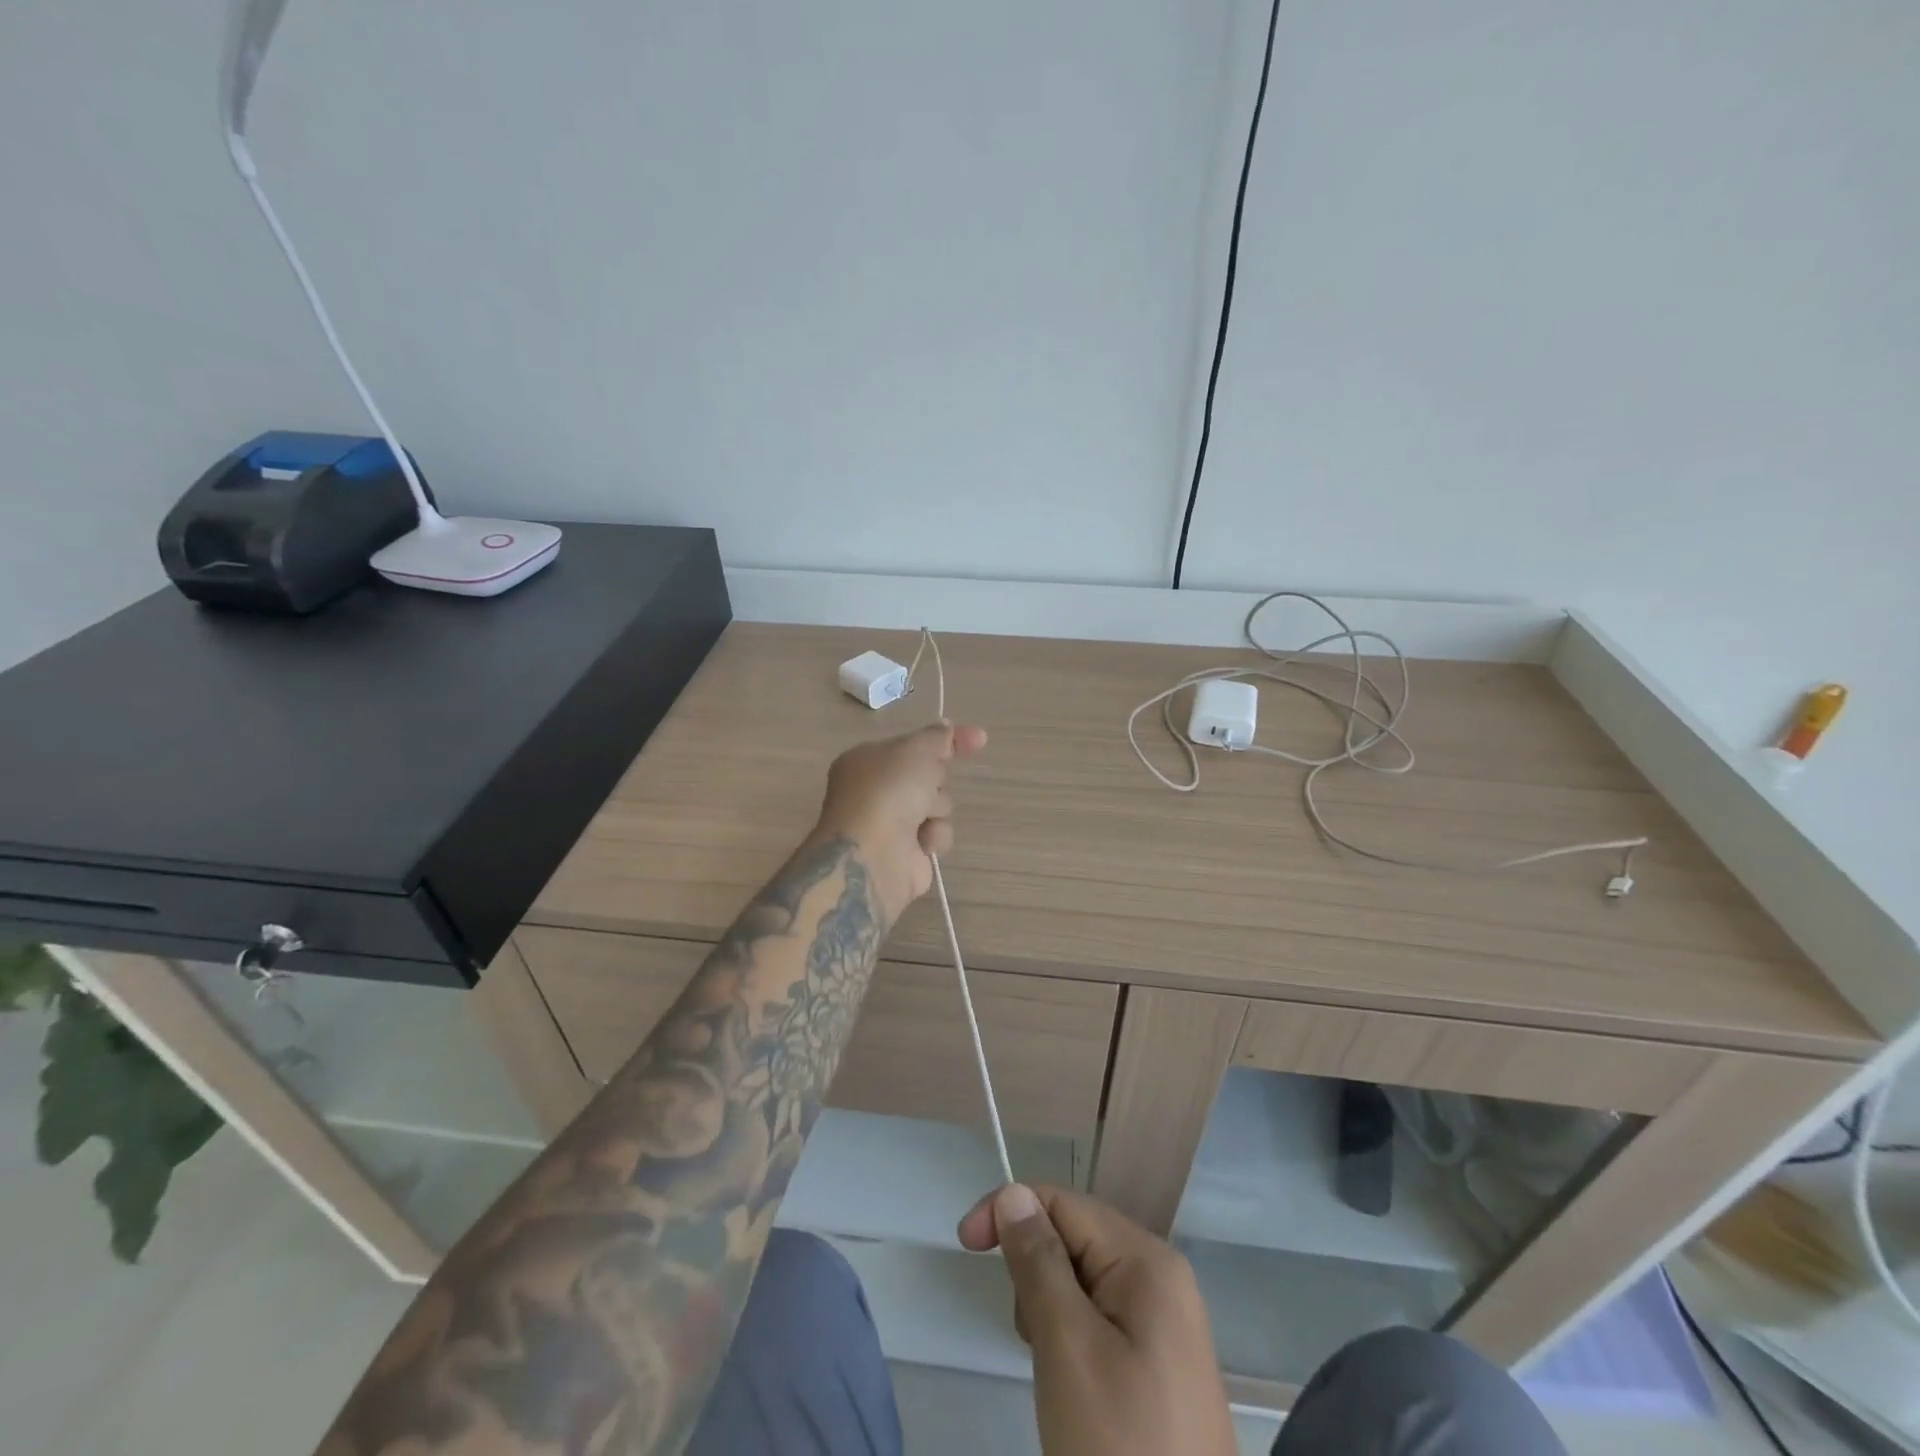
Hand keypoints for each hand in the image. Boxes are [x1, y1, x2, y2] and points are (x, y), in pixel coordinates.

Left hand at [811, 720, 987, 925]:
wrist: (873, 855)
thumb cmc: (888, 791)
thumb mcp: (915, 750)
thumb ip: (936, 737)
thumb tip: (947, 727)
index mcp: (868, 761)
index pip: (913, 743)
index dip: (946, 740)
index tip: (979, 738)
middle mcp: (877, 790)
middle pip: (928, 775)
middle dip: (935, 780)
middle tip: (925, 786)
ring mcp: (891, 822)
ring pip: (938, 805)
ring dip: (937, 809)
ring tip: (921, 819)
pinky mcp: (907, 852)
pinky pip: (937, 834)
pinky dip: (935, 836)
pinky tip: (923, 842)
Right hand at [958, 1184, 1236, 1455]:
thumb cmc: (1119, 1448)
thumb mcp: (1067, 1348)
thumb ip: (1038, 1261)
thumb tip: (1014, 1192)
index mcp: (1147, 1260)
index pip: (1064, 1202)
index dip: (1010, 1211)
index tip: (964, 1244)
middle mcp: (1162, 1277)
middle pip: (1075, 1237)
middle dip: (1034, 1271)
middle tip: (1030, 1338)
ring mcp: (1165, 1321)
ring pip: (1083, 1279)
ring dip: (1050, 1309)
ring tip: (1055, 1374)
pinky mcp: (1160, 1362)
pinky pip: (1101, 1317)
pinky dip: (1071, 1337)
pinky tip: (1072, 1385)